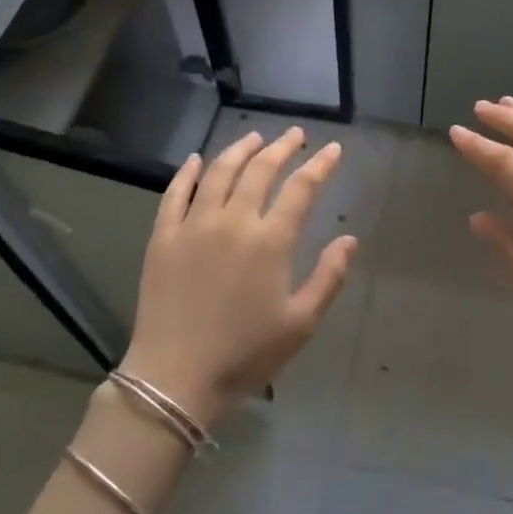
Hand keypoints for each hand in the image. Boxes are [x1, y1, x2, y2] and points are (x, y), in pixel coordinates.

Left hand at [123, 128, 356, 427]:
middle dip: (282, 147)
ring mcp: (194, 225)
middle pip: (261, 170)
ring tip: (254, 137)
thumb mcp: (301, 323)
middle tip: (295, 135)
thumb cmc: (245, 354)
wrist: (175, 378)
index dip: (320, 165)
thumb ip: (328, 277)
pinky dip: (188, 172)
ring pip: (219, 172)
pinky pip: (175, 193)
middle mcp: (233, 221)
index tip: (332, 149)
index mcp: (270, 241)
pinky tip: (197, 160)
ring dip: (240, 149)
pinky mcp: (163, 237)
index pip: (301, 188)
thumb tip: (349, 239)